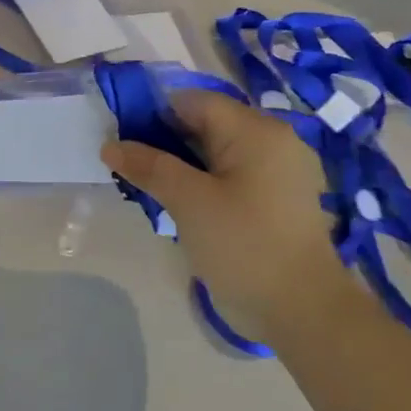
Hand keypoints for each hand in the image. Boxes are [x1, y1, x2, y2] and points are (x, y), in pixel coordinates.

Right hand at [101, 91, 364, 339]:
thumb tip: (109, 145)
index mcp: (255, 130)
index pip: (192, 101)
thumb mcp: (188, 201)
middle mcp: (271, 140)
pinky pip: (229, 175)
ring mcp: (276, 171)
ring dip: (179, 164)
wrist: (301, 309)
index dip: (151, 114)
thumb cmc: (243, 245)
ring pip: (214, 152)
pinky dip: (201, 181)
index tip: (120, 140)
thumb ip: (149, 166)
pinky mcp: (275, 198)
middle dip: (163, 141)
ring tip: (147, 187)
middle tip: (129, 168)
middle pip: (205, 124)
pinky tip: (178, 204)